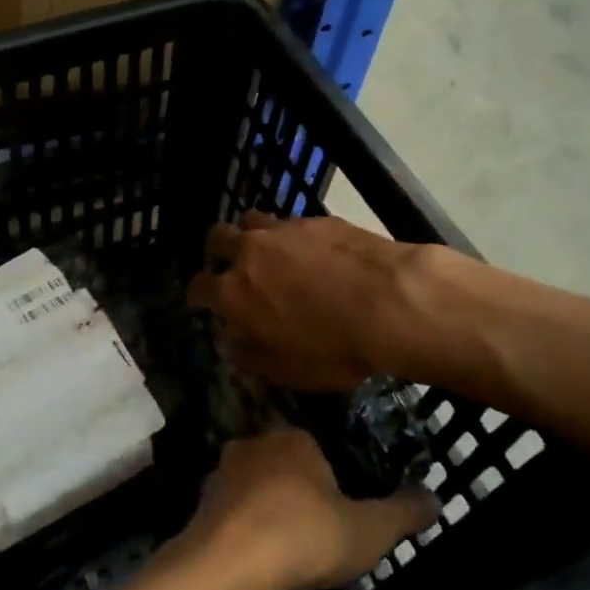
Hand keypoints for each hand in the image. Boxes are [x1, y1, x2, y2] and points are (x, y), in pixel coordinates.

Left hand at [175, 428, 437, 589]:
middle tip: (318, 533)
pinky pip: (233, 511)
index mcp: (294, 438)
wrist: (228, 564)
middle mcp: (254, 443)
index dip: (335, 481)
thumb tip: (436, 498)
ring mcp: (222, 471)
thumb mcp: (370, 530)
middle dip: (300, 493)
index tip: (345, 513)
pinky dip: (245, 528)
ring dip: (269, 510)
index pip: (320, 449)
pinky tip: (257, 557)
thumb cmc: (305, 536)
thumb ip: (403, 512)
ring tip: (287, 550)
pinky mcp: (201, 502)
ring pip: (255, 487)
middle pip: (285, 465)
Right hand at [187, 212, 453, 391]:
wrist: (392, 301)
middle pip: (217, 238)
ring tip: (269, 253)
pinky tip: (311, 251)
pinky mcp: (317, 219)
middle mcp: (250, 252)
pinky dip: (291, 235)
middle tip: (232, 267)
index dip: (198, 295)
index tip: (203, 302)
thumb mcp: (286, 370)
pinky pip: (291, 222)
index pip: (198, 286)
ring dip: (252, 235)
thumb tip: (231, 340)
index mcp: (233, 292)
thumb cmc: (334, 347)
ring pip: (252, 220)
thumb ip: (249, 354)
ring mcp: (283, 229)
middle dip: (217, 252)